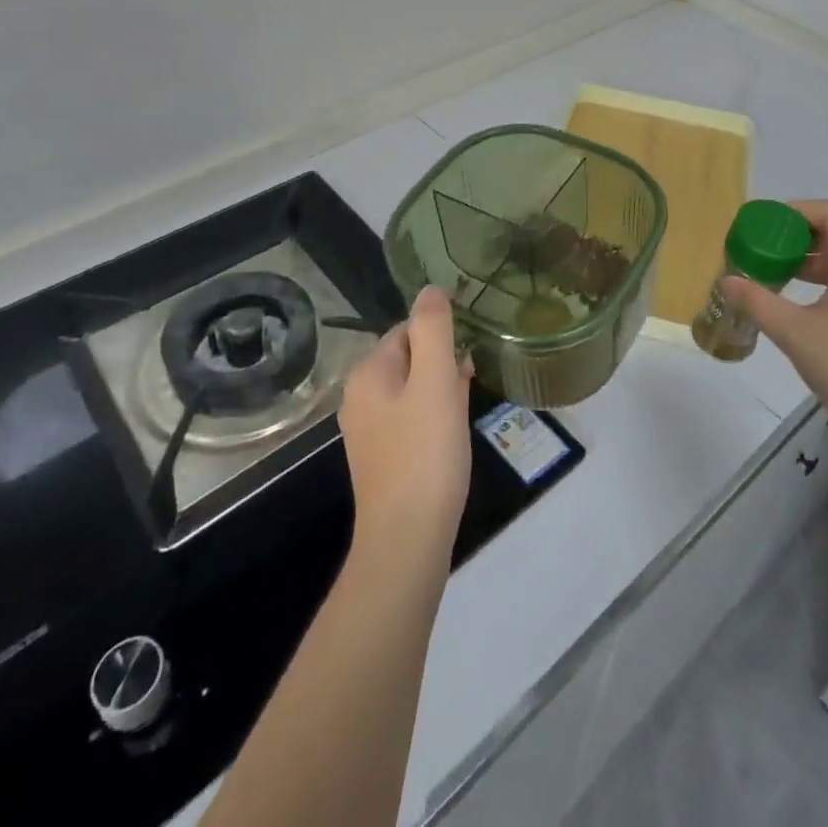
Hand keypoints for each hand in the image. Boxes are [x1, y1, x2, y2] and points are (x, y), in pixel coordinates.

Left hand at [338, 286, 473, 562]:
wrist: (406, 539)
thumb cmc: (425, 452)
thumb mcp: (435, 380)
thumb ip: (433, 329)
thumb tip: (430, 289)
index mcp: (367, 372)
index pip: (407, 330)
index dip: (441, 338)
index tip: (465, 360)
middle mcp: (358, 396)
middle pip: (408, 358)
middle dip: (441, 365)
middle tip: (468, 385)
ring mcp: (367, 430)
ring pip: (411, 390)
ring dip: (440, 391)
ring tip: (464, 409)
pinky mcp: (380, 457)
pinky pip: (409, 419)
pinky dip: (432, 417)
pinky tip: (450, 436)